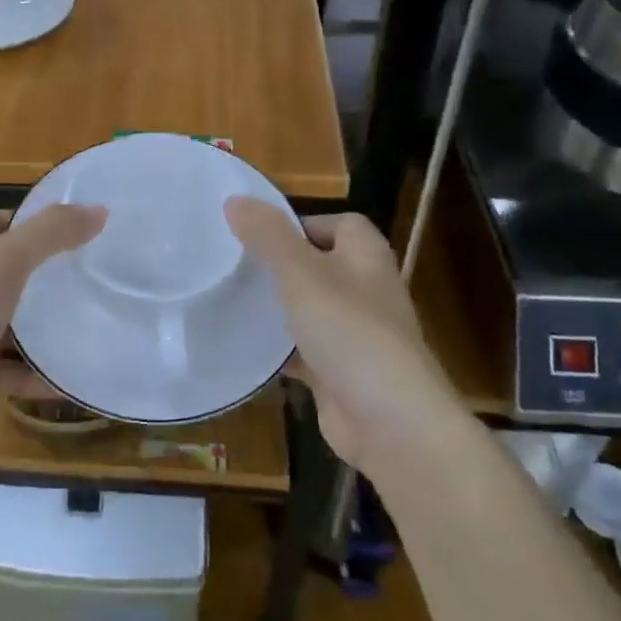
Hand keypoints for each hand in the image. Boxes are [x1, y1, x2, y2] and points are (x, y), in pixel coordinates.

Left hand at [0, 202, 104, 452]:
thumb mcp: (5, 263)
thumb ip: (51, 233)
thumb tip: (99, 209)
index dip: (7, 216)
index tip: (52, 229)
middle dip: (35, 269)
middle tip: (82, 272)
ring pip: (6, 320)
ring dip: (40, 323)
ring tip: (88, 318)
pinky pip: (11, 370)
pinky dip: (38, 373)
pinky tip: (72, 376)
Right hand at [225, 198, 459, 475]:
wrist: (390, 421)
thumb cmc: (349, 331)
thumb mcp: (301, 273)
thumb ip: (268, 236)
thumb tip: (235, 199)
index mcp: (365, 256)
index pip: (337, 224)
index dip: (299, 224)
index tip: (257, 235)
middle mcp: (365, 289)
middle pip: (318, 265)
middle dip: (279, 266)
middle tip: (233, 266)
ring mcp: (354, 333)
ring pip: (308, 310)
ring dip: (277, 308)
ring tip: (230, 300)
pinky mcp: (340, 372)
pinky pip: (303, 351)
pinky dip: (279, 350)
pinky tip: (245, 348)